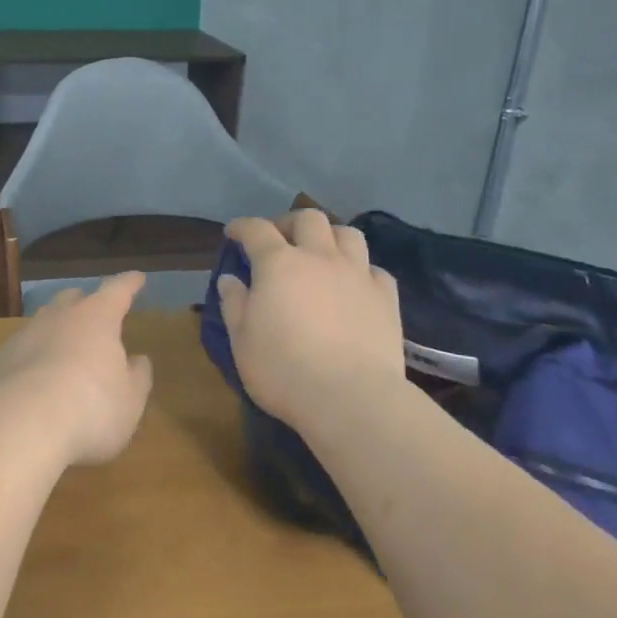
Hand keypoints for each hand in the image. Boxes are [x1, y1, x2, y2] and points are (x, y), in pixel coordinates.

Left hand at [0, 272, 153, 466]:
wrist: (17, 424)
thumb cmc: (90, 407)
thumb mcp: (129, 400)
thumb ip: (137, 377)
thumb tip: (139, 360)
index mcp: (97, 318)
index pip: (117, 291)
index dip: (129, 284)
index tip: (136, 277)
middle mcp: (59, 318)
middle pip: (72, 299)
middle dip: (85, 302)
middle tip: (95, 313)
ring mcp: (24, 336)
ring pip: (44, 322)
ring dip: (56, 330)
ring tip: (65, 347)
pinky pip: (22, 351)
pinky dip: (33, 358)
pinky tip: (36, 379)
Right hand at [218, 210, 406, 431]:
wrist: (350, 398)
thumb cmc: (283, 370)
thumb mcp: (242, 340)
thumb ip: (235, 304)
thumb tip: (230, 279)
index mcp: (279, 264)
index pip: (257, 230)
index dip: (242, 227)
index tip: (233, 233)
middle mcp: (320, 258)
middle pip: (308, 219)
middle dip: (289, 223)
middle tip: (279, 240)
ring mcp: (357, 275)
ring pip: (348, 234)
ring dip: (329, 237)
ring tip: (320, 254)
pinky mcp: (386, 297)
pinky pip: (374, 268)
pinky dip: (360, 269)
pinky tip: (353, 284)